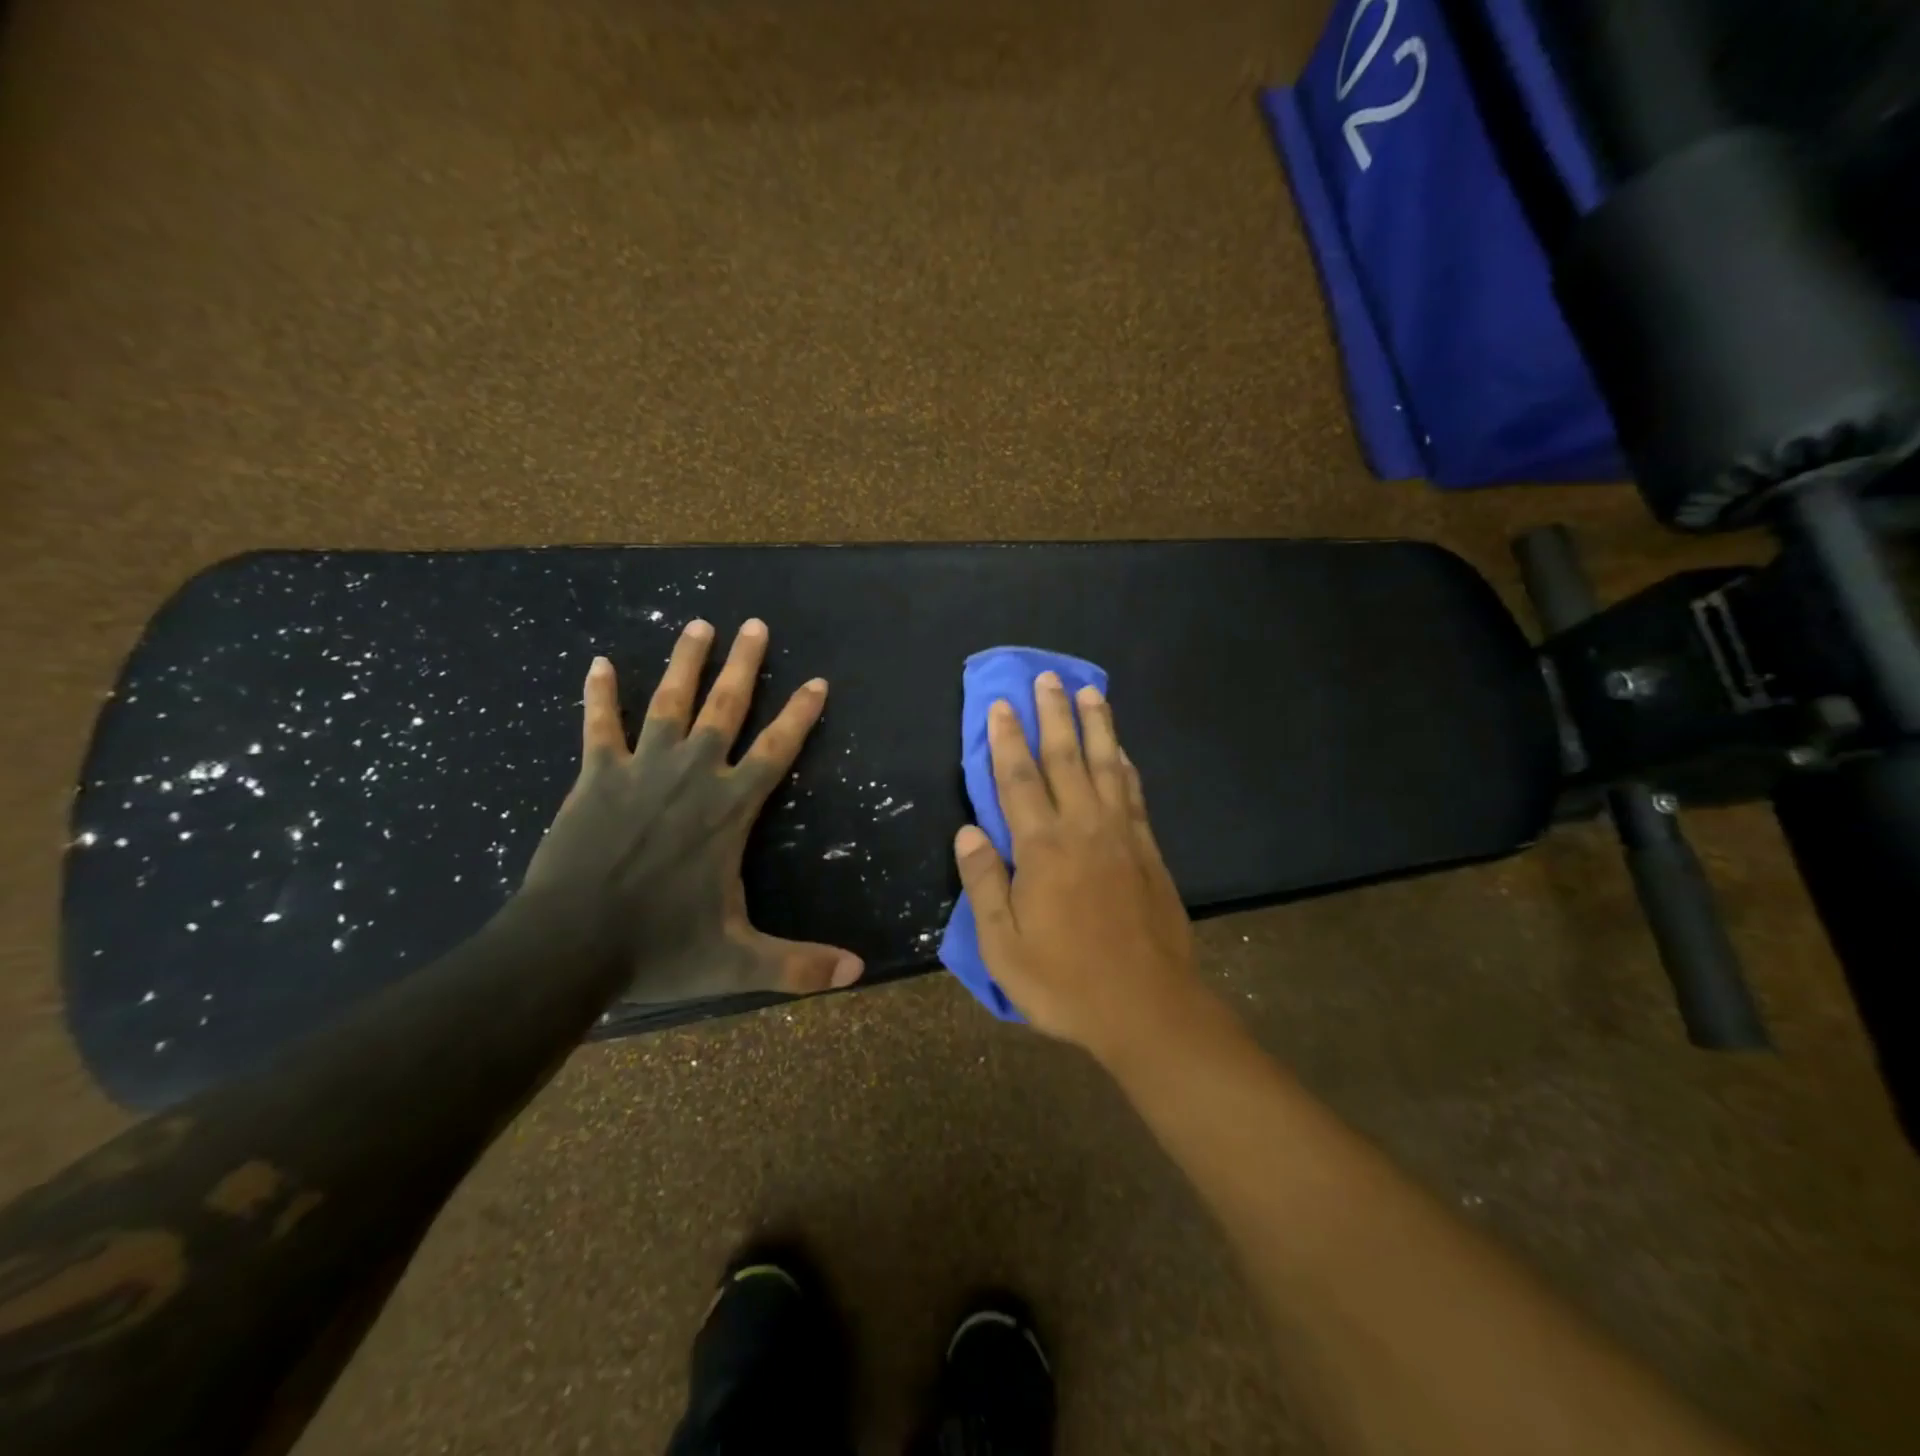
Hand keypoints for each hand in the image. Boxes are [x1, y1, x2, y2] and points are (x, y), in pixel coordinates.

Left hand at [522, 618, 864, 1002]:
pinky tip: (599, 663)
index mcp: (730, 809)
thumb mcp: (738, 960)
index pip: (777, 750)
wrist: (568, 948)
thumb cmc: (659, 948)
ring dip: (685, 662)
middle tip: (755, 625)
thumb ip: (799, 965)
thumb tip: (858, 973)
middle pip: (725, 708)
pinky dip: (600, 695)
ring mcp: (641, 770)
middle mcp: (692, 775)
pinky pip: (599, 727)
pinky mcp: (596, 777)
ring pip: (669, 703)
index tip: (817, 681)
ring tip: (699, 625)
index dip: (800, 714)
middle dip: (744, 665)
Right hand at [952, 672, 1201, 1062]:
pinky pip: (1134, 793)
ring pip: (1107, 766)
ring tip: (1090, 692)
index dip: (1007, 740)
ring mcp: (1122, 836)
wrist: (1148, 1007)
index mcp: (1043, 849)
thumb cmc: (1066, 982)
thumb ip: (984, 885)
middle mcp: (1084, 829)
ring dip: (1097, 725)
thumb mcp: (1004, 947)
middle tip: (1048, 678)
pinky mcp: (1149, 850)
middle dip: (1054, 715)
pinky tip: (1122, 749)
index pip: (1018, 780)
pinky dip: (1126, 764)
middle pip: (1065, 759)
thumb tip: (968, 833)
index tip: (1002, 705)